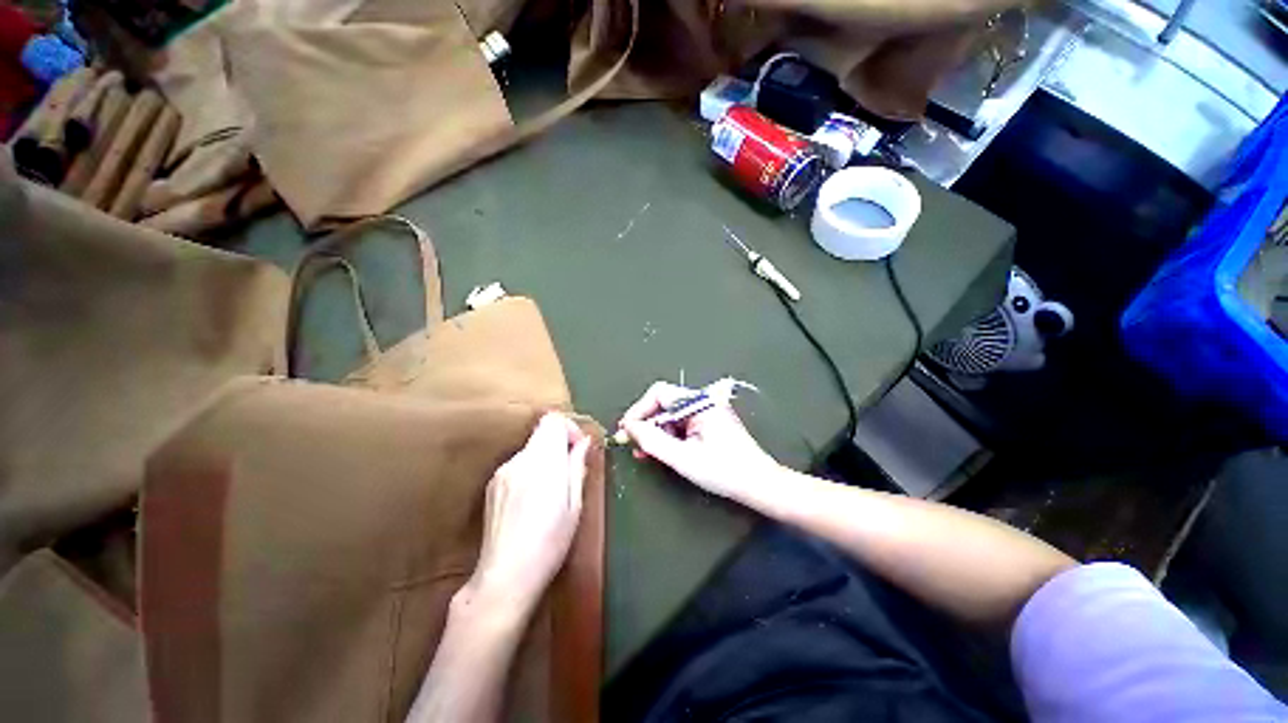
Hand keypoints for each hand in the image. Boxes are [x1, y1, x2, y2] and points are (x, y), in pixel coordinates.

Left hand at [469, 413, 591, 613]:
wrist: (505, 577)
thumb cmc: (550, 543)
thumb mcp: (574, 505)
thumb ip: (577, 466)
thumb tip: (584, 442)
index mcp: (543, 462)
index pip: (552, 421)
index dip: (569, 428)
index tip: (577, 449)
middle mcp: (519, 460)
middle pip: (541, 432)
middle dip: (559, 443)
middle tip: (570, 470)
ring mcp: (502, 471)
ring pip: (530, 448)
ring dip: (546, 457)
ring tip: (552, 489)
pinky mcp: (492, 484)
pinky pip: (518, 463)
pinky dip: (531, 469)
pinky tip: (533, 500)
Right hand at [618, 381, 780, 499]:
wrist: (759, 485)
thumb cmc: (724, 471)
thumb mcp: (683, 458)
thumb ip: (652, 441)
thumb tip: (628, 429)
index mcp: (700, 403)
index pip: (659, 394)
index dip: (639, 410)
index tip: (626, 430)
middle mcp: (702, 402)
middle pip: (664, 404)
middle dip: (645, 423)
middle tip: (631, 444)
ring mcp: (706, 412)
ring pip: (669, 416)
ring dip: (655, 432)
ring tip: (643, 452)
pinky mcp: (707, 424)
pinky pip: (680, 425)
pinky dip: (667, 437)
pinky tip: (658, 451)